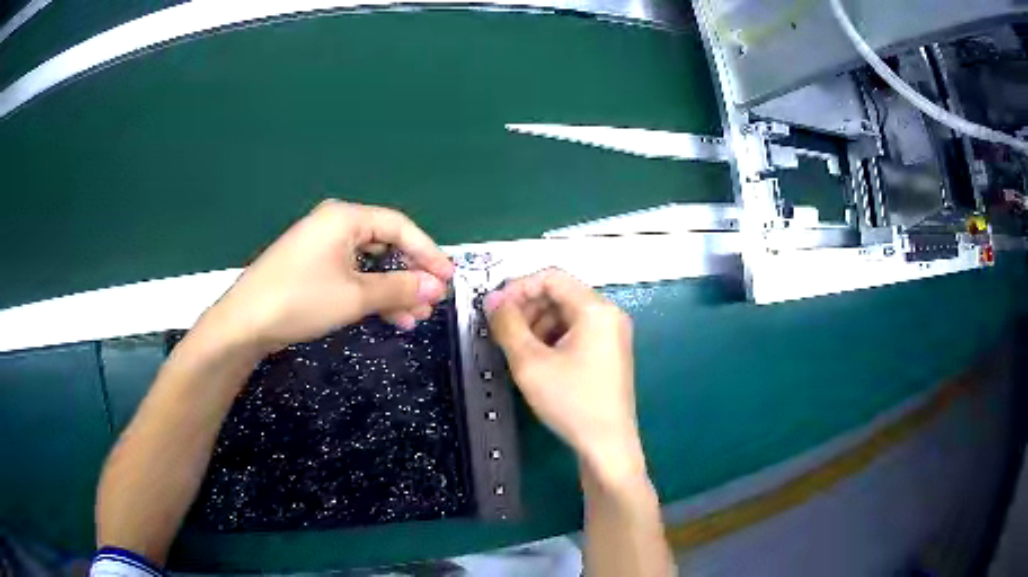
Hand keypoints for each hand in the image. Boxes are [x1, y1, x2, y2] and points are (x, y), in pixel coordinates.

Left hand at [200, 200, 454, 353]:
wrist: (245, 323)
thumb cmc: (301, 299)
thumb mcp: (355, 295)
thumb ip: (400, 288)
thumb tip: (437, 288)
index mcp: (345, 217)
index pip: (399, 226)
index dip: (428, 252)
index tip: (448, 279)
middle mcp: (334, 225)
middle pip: (385, 244)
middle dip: (410, 275)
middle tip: (431, 302)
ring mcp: (321, 247)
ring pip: (369, 264)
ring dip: (392, 289)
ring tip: (414, 317)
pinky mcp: (312, 268)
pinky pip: (351, 275)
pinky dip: (370, 294)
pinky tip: (388, 316)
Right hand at [485, 269, 644, 482]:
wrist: (607, 446)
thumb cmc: (571, 402)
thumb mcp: (531, 363)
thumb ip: (508, 325)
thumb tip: (493, 300)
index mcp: (596, 309)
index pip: (551, 277)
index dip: (517, 287)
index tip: (493, 308)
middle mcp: (609, 314)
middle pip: (560, 294)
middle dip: (527, 307)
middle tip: (501, 331)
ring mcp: (612, 335)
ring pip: (566, 314)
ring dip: (537, 324)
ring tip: (516, 349)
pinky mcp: (609, 353)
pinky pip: (576, 332)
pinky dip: (552, 338)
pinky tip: (536, 360)